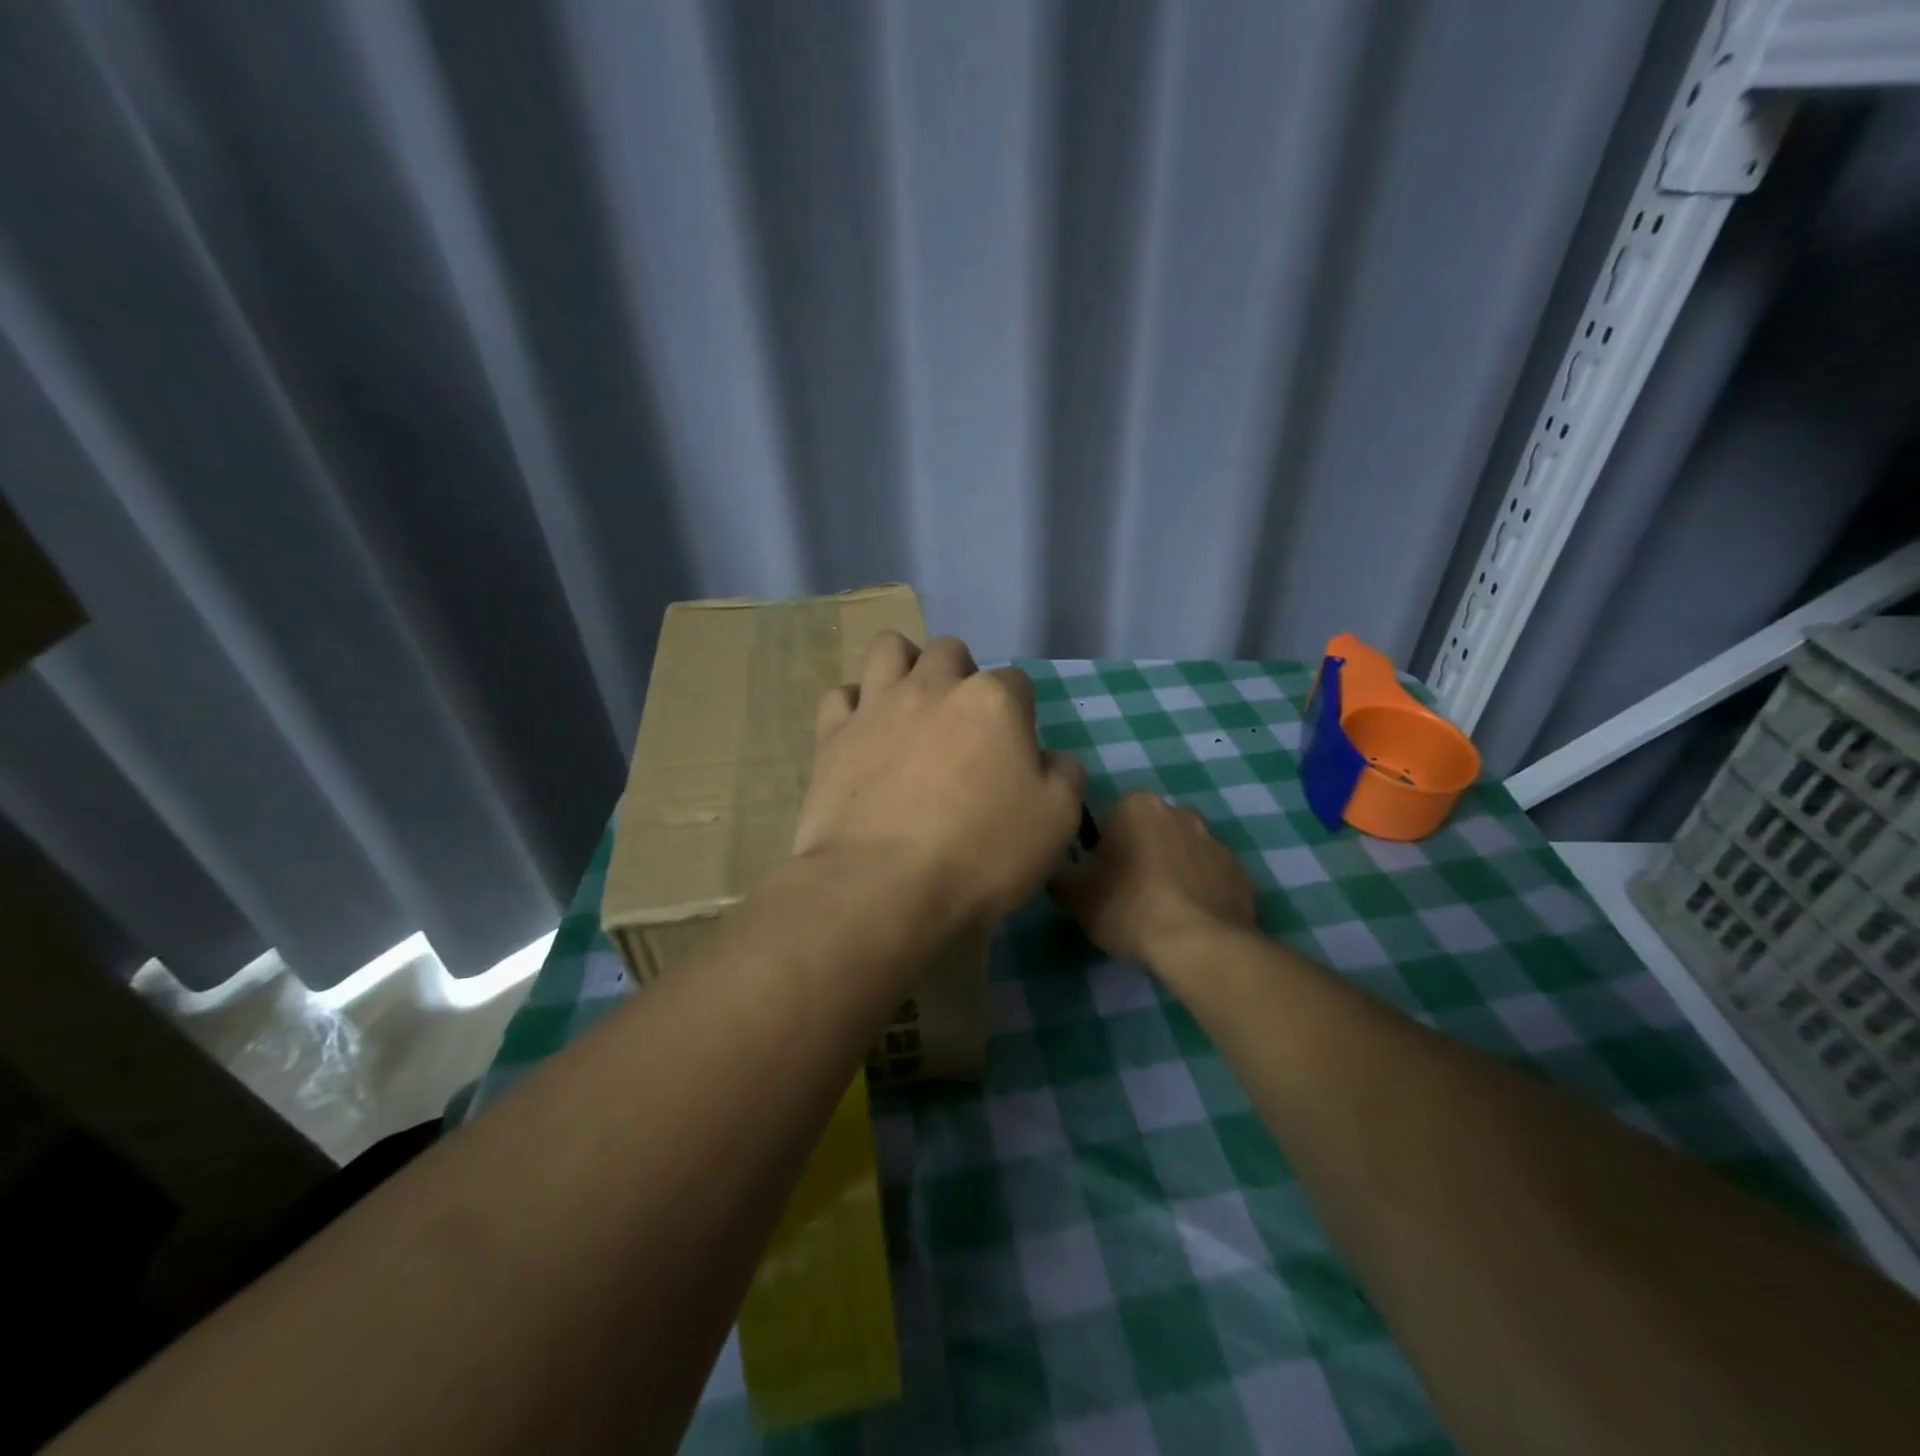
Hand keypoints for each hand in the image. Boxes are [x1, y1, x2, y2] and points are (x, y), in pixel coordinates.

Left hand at [795, 633, 1086, 928]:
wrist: (884, 886)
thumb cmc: (981, 854)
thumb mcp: (1056, 822)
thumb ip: (1064, 776)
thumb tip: (1051, 758)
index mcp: (992, 701)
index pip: (1016, 682)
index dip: (1020, 713)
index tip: (1015, 751)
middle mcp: (933, 687)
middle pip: (951, 652)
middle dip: (961, 675)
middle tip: (962, 726)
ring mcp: (877, 706)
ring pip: (889, 648)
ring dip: (905, 666)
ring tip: (910, 705)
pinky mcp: (832, 735)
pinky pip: (840, 695)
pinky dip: (854, 706)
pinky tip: (864, 733)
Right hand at [1051, 791, 1255, 966]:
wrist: (1199, 945)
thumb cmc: (1128, 907)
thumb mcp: (1074, 895)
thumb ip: (1061, 875)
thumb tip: (1062, 873)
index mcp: (1137, 805)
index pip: (1112, 816)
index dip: (1104, 847)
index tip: (1101, 876)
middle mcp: (1179, 811)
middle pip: (1151, 830)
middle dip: (1142, 853)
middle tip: (1128, 892)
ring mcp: (1216, 841)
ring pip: (1184, 851)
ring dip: (1173, 870)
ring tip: (1162, 911)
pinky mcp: (1241, 873)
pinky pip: (1211, 877)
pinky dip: (1200, 892)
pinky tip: (1190, 921)